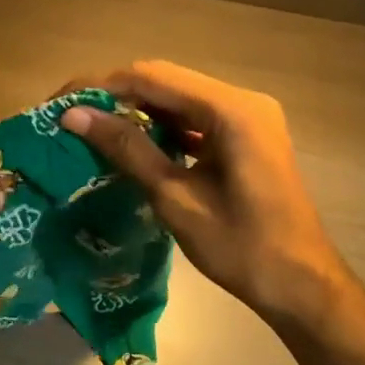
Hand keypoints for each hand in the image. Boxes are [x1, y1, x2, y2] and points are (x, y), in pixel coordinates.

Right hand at [62, 61, 356, 332]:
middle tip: (73, 119)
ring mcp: (249, 115)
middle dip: (117, 96)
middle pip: (166, 81)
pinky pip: (197, 117)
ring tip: (95, 130)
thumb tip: (74, 116)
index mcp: (232, 110)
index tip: (61, 105)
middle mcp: (243, 100)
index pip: (152, 77)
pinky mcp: (248, 134)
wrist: (303, 287)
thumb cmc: (241, 248)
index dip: (102, 87)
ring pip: (180, 98)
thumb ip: (127, 149)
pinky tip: (136, 143)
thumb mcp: (175, 198)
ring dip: (139, 110)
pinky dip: (165, 126)